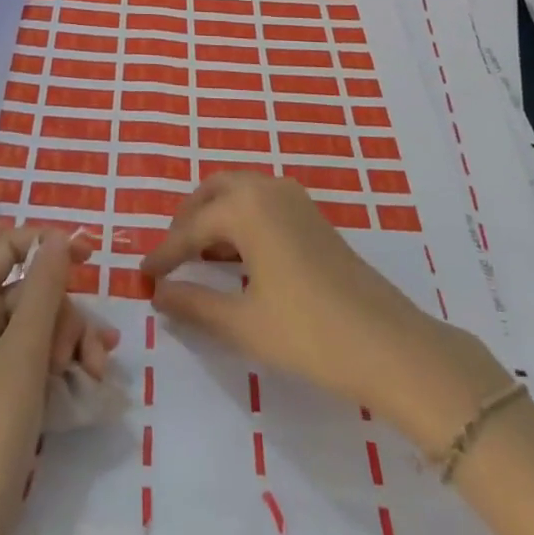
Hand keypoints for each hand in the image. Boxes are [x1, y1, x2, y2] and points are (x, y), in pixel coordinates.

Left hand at [0, 227, 117, 534]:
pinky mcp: (0, 389)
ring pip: (40, 324)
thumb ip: (43, 288)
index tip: (89, 255)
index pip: (7, 246)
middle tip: (82, 355)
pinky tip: (93, 379)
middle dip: (66, 314)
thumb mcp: (24, 351)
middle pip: (31, 290)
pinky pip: (37, 357)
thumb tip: (56, 236)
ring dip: (73, 342)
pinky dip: (64, 363)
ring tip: (96, 373)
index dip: (47, 243)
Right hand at [140, 172, 508, 454]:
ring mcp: (294, 199)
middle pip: (212, 192)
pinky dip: (239, 219)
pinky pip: (261, 202)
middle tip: (170, 255)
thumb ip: (194, 304)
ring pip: (238, 193)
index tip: (143, 276)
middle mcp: (267, 188)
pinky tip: (238, 256)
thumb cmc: (309, 332)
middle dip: (187, 220)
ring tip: (199, 255)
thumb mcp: (243, 323)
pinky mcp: (312, 216)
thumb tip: (159, 293)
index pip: (190, 228)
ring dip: (214, 217)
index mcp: (245, 206)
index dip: (164, 254)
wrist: (390, 345)